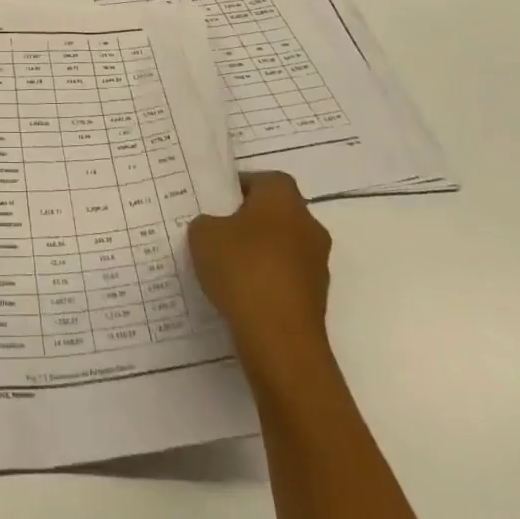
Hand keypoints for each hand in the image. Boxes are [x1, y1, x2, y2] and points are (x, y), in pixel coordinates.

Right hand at [188, 172, 334, 384]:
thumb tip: (215, 229)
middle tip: (216, 233)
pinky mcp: (317, 298)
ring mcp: (317, 263)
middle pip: (274, 213)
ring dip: (259, 254)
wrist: (279, 339)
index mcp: (283, 197)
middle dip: (247, 222)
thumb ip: (206, 223)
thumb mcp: (202, 234)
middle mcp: (308, 224)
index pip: (261, 180)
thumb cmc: (242, 269)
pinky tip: (241, 296)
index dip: (236, 188)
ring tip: (225, 269)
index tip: (213, 203)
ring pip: (281, 247)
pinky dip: (266, 282)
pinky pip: (285, 278)